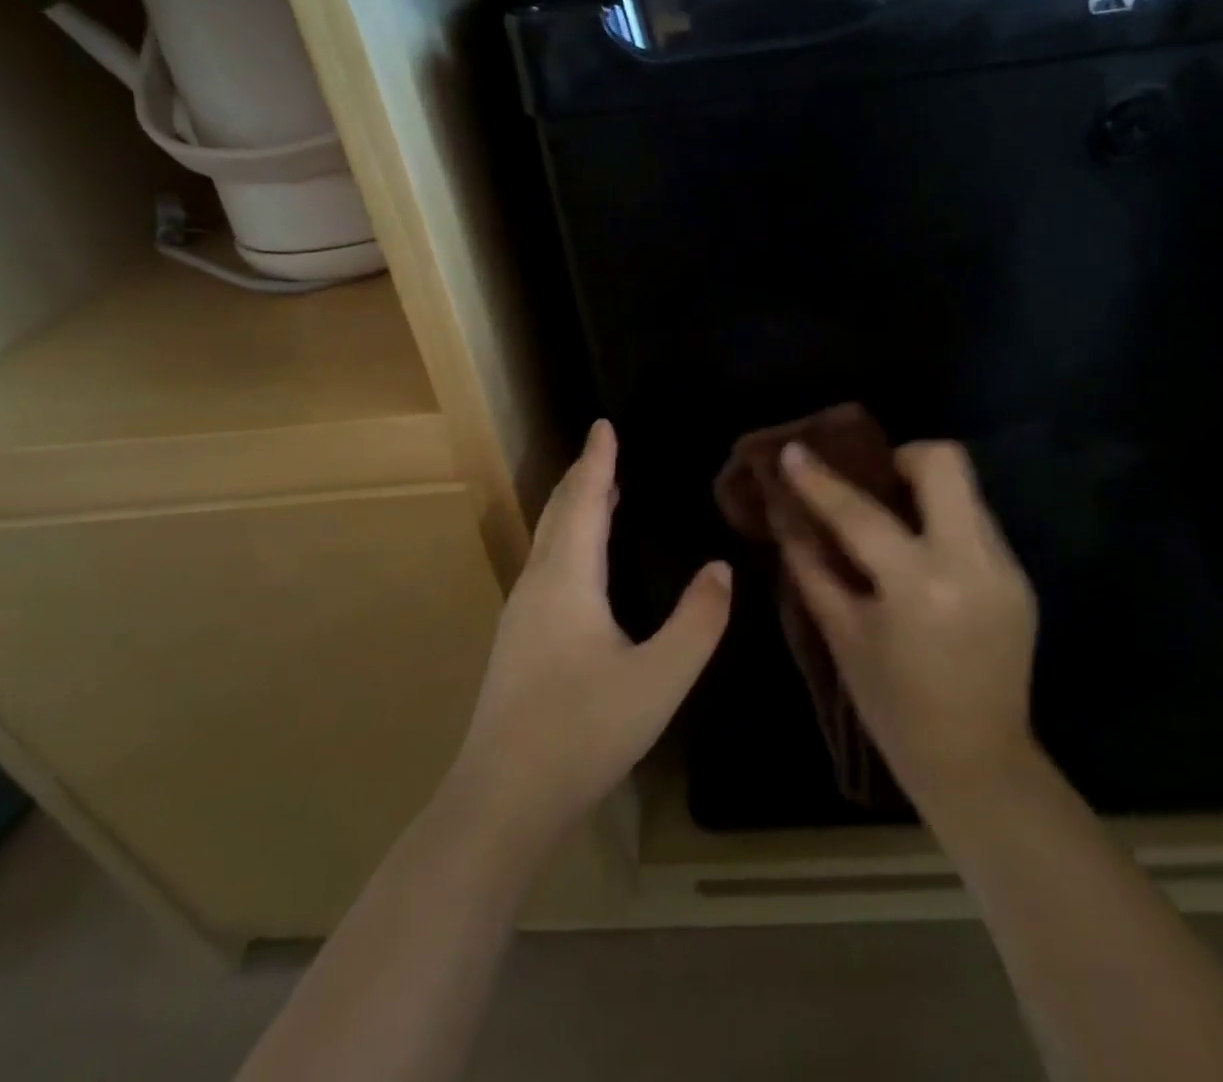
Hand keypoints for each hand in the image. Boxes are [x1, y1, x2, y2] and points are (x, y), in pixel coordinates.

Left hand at [449, 419, 732, 841]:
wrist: (502, 799)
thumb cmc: (583, 731)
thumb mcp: (659, 679)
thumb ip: (698, 621)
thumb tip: (721, 568)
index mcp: (568, 578)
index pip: (587, 500)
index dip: (598, 460)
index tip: (603, 424)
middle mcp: (538, 583)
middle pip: (560, 512)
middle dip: (582, 477)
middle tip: (604, 450)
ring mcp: (520, 614)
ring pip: (547, 540)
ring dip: (573, 508)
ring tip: (600, 494)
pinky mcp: (516, 641)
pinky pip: (545, 565)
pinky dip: (566, 540)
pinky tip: (580, 564)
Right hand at [779, 439, 1039, 819]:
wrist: (977, 762)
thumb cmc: (893, 707)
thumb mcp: (841, 635)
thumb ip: (811, 566)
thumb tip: (786, 514)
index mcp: (919, 586)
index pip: (861, 513)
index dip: (820, 480)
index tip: (793, 451)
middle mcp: (972, 562)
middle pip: (946, 462)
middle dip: (903, 456)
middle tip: (874, 483)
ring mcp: (1005, 568)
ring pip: (966, 488)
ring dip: (925, 490)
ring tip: (896, 521)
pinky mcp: (1019, 577)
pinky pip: (976, 523)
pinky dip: (943, 523)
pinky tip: (923, 557)